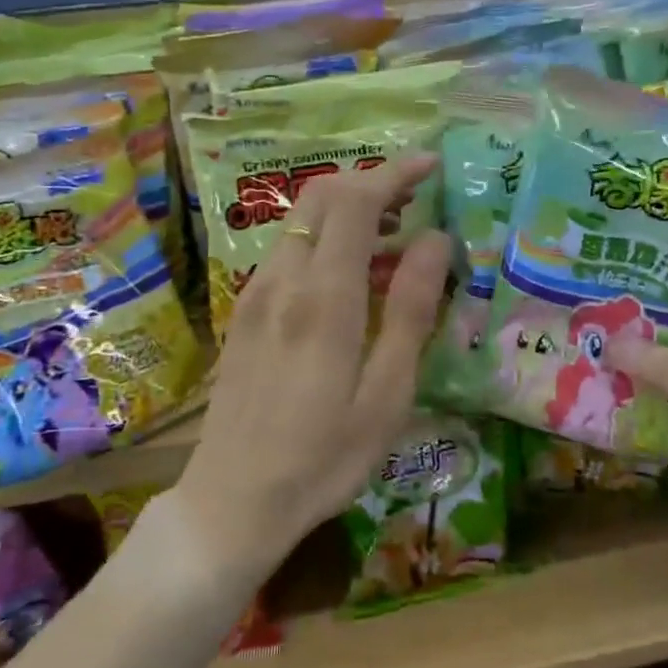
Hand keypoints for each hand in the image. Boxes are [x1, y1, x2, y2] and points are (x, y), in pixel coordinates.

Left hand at [172, 154, 451, 580]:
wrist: (232, 501)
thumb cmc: (324, 458)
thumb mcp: (387, 395)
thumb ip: (412, 310)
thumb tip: (435, 240)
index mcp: (323, 298)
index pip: (354, 202)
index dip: (393, 173)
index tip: (430, 167)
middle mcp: (282, 280)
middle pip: (321, 197)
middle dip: (370, 182)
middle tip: (416, 198)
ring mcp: (255, 293)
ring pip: (301, 221)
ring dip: (347, 210)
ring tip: (393, 236)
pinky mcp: (245, 311)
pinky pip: (287, 250)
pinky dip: (324, 238)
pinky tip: (351, 275)